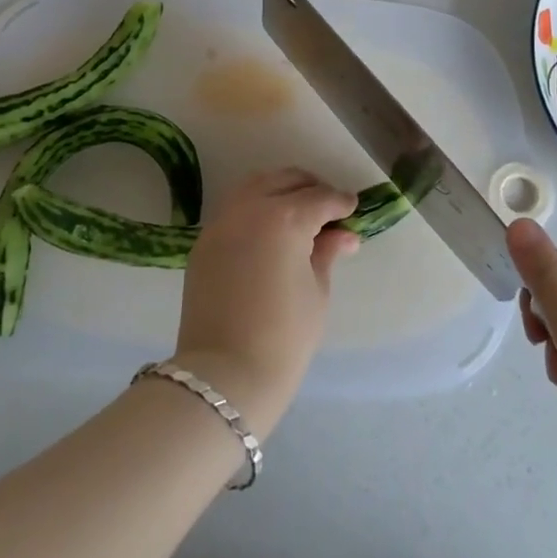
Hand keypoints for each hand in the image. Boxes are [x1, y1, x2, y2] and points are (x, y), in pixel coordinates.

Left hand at [171, 168, 358, 438]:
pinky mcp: (204, 242)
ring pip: (255, 186)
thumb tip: (344, 235)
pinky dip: (255, 208)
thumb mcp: (317, 292)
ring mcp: (222, 222)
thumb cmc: (284, 337)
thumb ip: (327, 253)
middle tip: (328, 208)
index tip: (352, 209)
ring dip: (279, 190)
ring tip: (298, 212)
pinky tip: (269, 231)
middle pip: (285, 181)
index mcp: (285, 218)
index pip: (320, 199)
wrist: (224, 376)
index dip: (340, 203)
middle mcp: (250, 208)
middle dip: (310, 188)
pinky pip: (234, 209)